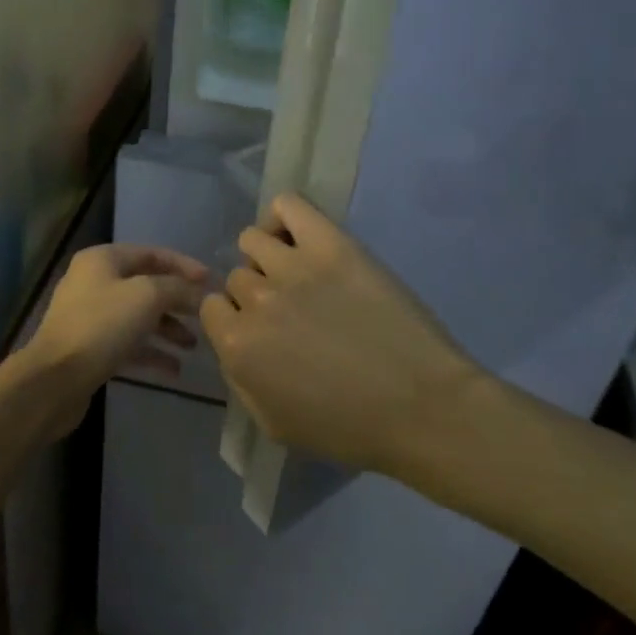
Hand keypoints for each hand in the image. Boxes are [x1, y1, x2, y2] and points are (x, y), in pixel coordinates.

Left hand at [23, 244, 208, 430]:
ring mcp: (90, 316)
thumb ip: (177, 289)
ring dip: (168, 329)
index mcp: (103, 260)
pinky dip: (151, 352)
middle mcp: (94, 282)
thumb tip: (199, 293)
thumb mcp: (147, 297)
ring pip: (139, 317)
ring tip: (193, 346)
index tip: (212, 283)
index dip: (184, 266)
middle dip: (177, 302)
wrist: (55, 379)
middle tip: (206, 316)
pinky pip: (128, 344)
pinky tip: (174, 369)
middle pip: (146, 286)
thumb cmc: (102, 326)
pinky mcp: (90, 348)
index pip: (152, 253)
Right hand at [200, 194, 490, 475]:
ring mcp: (293, 266)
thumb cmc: (350, 429)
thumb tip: (236, 344)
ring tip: (298, 275)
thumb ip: (240, 380)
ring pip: (253, 239)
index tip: (264, 332)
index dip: (236, 320)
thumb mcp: (274, 424)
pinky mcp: (331, 245)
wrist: (422, 408)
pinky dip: (283, 217)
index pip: (213, 307)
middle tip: (293, 312)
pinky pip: (287, 205)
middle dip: (256, 295)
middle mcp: (256, 299)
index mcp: (237, 345)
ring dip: (267, 258)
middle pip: (237, 277)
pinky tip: (300, 240)